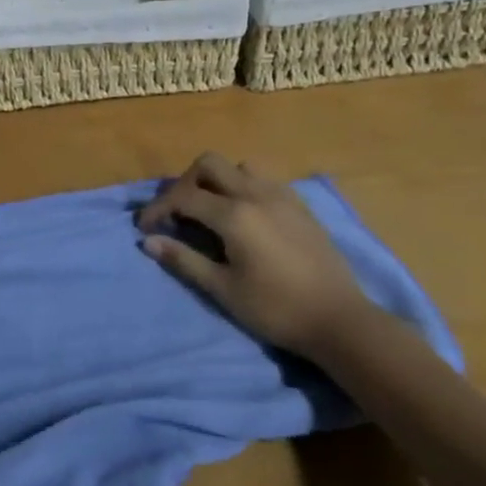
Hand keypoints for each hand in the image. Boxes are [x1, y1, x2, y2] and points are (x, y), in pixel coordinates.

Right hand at [137, 153, 370, 357]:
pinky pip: (264, 180)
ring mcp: (282, 196)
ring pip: (239, 167)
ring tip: (212, 211)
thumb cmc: (277, 309)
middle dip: (185, 183)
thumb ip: (184, 260)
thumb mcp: (223, 289)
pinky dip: (244, 188)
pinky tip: (245, 217)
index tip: (144, 227)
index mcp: (234, 214)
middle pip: (209, 164)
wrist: (341, 321)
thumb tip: (148, 241)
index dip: (157, 208)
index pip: (183, 197)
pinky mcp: (300, 206)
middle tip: (178, 213)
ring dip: (218, 181)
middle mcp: (256, 194)